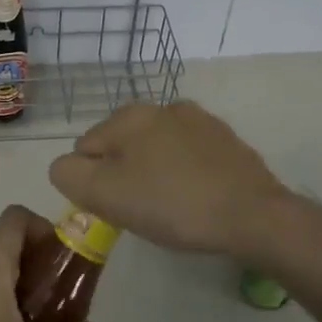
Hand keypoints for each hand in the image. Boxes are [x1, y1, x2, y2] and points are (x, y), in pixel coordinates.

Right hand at [48, 101, 291, 259]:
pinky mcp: (226, 139)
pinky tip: (197, 197)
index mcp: (128, 116)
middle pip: (122, 146)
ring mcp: (199, 120)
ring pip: (156, 149)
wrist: (253, 215)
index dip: (93, 182)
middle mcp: (162, 106)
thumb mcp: (105, 195)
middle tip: (142, 210)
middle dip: (124, 174)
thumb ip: (69, 174)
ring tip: (172, 206)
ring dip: (154, 172)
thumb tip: (68, 165)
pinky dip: (185, 173)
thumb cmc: (172, 205)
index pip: (85, 149)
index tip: (116, 207)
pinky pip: (188, 156)